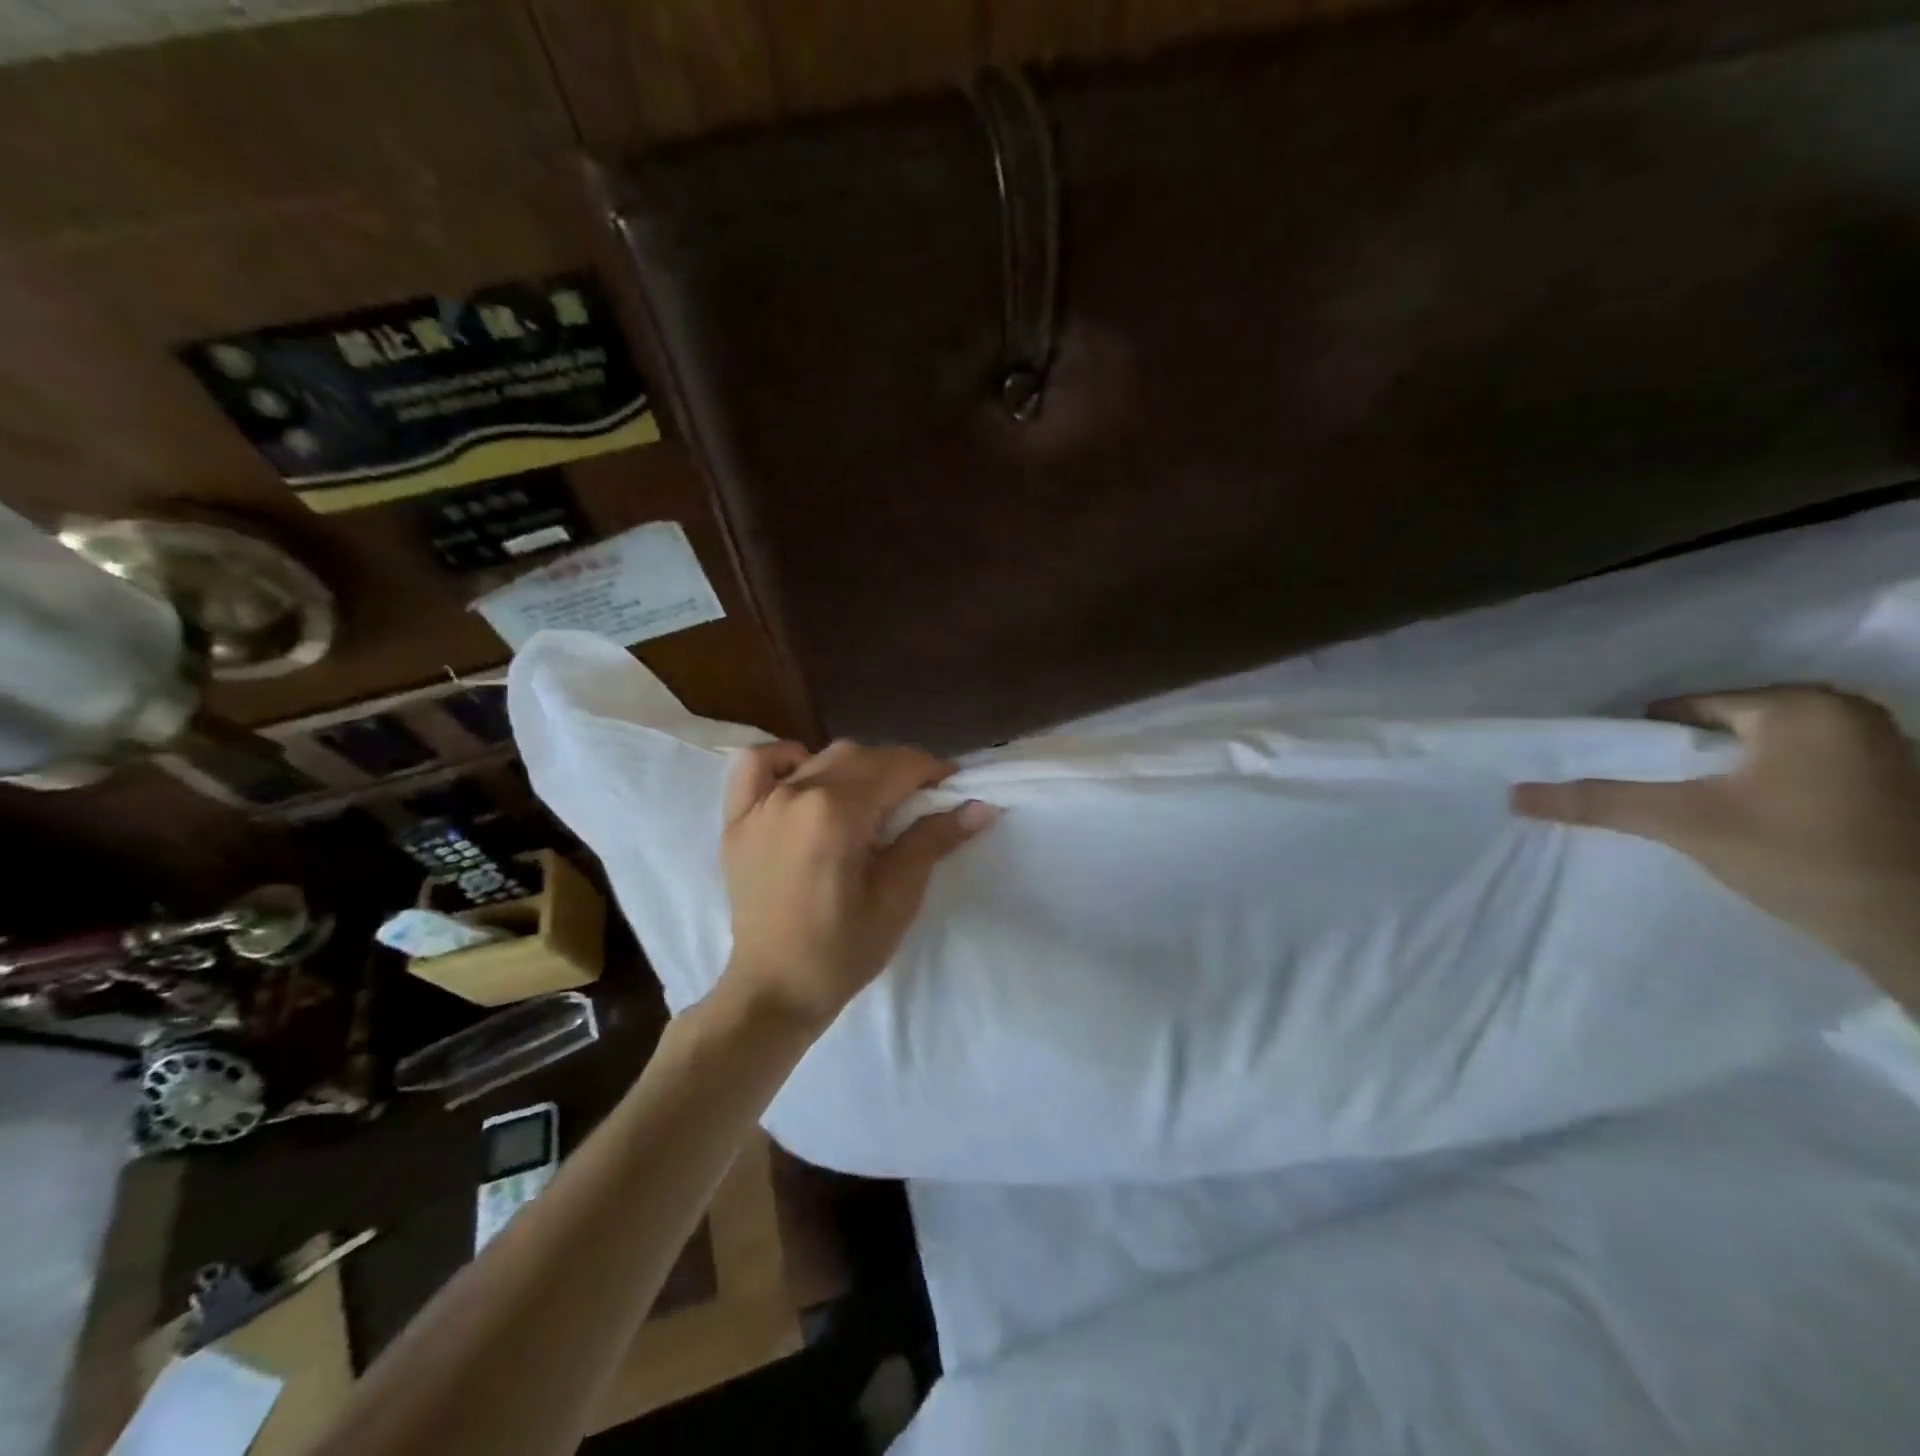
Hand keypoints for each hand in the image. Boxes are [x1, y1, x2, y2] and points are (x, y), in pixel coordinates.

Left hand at [717, 739, 1000, 1029]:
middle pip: (862, 756)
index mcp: (837, 812)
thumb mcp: (898, 897)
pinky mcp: (737, 818)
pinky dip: (786, 761)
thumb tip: (981, 806)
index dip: (933, 771)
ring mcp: (761, 803)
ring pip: (821, 757)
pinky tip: (805, 777)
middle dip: (900, 768)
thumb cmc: (842, 951)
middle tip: (922, 799)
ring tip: (874, 798)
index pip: (898, 766)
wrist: (774, 990)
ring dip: (857, 766)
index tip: (953, 787)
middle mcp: (797, 793)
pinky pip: (757, 765)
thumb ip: (933, 840)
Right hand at [1512, 686, 1919, 999]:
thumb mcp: (1685, 823)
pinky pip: (1805, 770)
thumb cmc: (1801, 857)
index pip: (1689, 708)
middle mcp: (1851, 713)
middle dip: (1689, 757)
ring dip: (1730, 774)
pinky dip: (1772, 787)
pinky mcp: (1902, 786)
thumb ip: (1601, 802)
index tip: (1626, 774)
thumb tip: (1516, 795)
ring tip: (1698, 810)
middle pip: (1729, 727)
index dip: (1647, 741)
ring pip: (1768, 750)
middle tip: (1657, 795)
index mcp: (1801, 706)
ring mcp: (1887, 749)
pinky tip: (1757, 822)